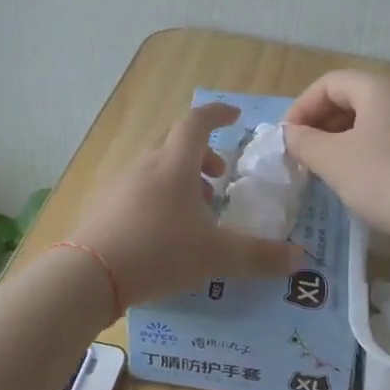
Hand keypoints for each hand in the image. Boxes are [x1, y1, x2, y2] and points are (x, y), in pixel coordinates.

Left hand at [69, 102, 299, 304]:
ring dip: (181, 179)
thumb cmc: (159, 252)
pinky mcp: (104, 206)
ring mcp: (120, 184)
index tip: (235, 117)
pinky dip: (160, 197)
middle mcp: (146, 165)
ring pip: (157, 168)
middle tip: (219, 178)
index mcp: (174, 164)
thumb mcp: (216, 256)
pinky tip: (166, 231)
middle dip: (202, 155)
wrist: (88, 275)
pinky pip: (139, 188)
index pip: (197, 122)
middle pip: (176, 144)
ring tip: (197, 211)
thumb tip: (300, 258)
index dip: (218, 114)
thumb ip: (260, 256)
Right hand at [283, 71, 389, 244]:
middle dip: (320, 123)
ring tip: (326, 167)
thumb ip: (304, 142)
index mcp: (380, 85)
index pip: (328, 84)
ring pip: (370, 117)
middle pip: (350, 97)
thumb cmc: (386, 179)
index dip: (301, 108)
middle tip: (303, 155)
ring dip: (341, 137)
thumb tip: (291, 135)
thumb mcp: (334, 161)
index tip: (287, 140)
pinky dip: (366, 146)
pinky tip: (359, 175)